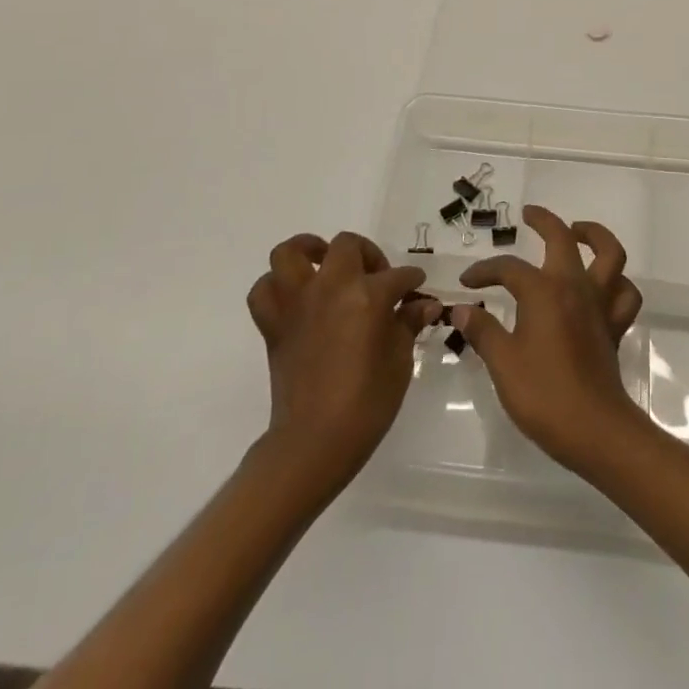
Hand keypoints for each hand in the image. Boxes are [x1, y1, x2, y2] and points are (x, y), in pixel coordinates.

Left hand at [245, 231, 439, 486]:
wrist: (314, 442)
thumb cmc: (366, 404)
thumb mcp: (400, 362)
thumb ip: (408, 325)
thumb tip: (425, 305)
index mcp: (367, 296)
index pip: (397, 277)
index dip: (411, 281)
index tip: (417, 290)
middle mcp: (330, 288)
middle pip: (346, 246)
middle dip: (366, 255)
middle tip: (375, 278)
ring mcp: (297, 303)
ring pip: (291, 253)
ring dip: (309, 252)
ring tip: (324, 264)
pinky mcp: (273, 324)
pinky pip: (264, 291)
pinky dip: (276, 286)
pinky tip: (296, 297)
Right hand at [453, 205, 644, 471]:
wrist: (594, 429)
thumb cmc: (543, 394)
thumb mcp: (502, 363)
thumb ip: (482, 331)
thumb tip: (460, 310)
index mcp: (543, 291)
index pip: (509, 269)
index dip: (485, 271)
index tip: (467, 284)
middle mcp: (574, 286)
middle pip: (563, 238)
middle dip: (544, 220)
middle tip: (529, 215)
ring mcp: (599, 304)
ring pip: (610, 254)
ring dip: (595, 236)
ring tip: (577, 232)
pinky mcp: (614, 326)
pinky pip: (624, 293)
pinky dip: (617, 283)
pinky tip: (602, 285)